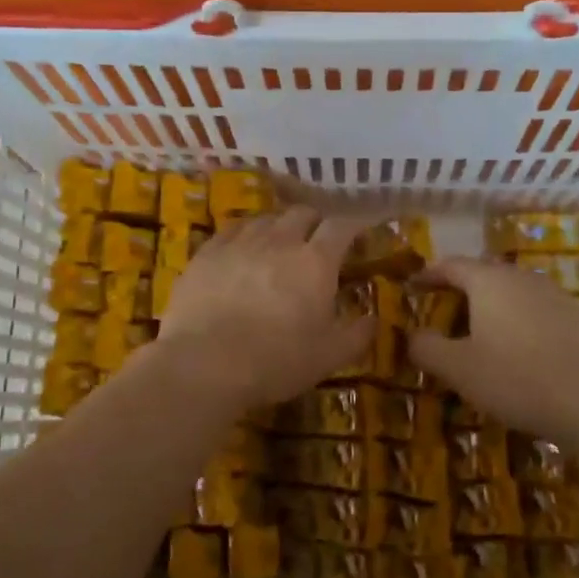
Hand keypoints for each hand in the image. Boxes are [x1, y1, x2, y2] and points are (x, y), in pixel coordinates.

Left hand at [154, 206, 374, 410]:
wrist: (204, 364)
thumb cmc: (276, 361)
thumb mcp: (329, 357)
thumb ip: (357, 334)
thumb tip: (374, 319)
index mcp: (316, 262)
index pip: (342, 226)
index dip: (354, 226)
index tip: (360, 234)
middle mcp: (280, 241)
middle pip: (303, 213)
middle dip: (316, 223)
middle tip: (318, 241)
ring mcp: (240, 243)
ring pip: (266, 218)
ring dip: (279, 227)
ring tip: (279, 244)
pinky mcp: (207, 253)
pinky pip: (232, 230)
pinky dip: (245, 235)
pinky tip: (242, 250)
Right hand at [409, 258, 578, 444]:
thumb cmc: (515, 380)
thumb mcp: (458, 369)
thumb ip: (427, 347)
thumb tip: (412, 335)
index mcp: (489, 282)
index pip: (451, 266)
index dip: (429, 274)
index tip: (412, 286)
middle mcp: (523, 278)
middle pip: (484, 275)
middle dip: (460, 291)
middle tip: (443, 313)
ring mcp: (556, 295)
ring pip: (513, 292)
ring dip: (492, 307)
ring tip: (480, 333)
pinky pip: (537, 311)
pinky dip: (520, 322)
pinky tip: (520, 350)